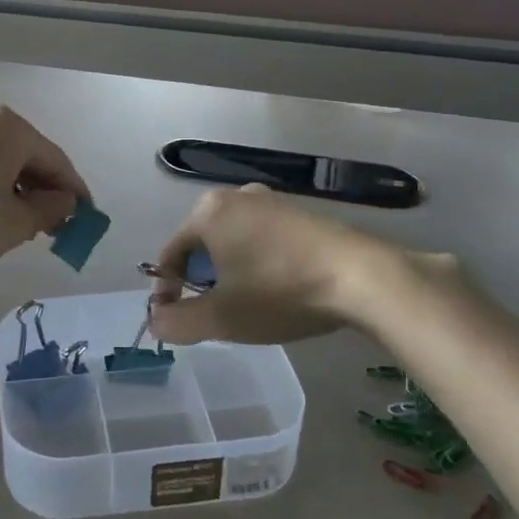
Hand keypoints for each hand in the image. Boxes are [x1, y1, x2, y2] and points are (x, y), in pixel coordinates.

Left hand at [0, 106, 89, 271]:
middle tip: (56, 226)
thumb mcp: (15, 223)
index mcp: (11, 128)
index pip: (57, 160)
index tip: (87, 219)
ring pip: (3, 162)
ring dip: (20, 191)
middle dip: (46, 191)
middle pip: (29, 157)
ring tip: (25, 225)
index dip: (75, 192)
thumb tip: (65, 201)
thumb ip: (50, 210)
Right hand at [146, 184, 435, 346]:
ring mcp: (271, 200)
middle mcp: (236, 195)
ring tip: (247, 306)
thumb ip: (178, 322)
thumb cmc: (280, 291)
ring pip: (233, 241)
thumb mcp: (222, 317)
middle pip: (202, 245)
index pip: (171, 253)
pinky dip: (258, 263)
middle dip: (201, 281)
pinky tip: (277, 289)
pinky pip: (262, 238)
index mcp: (208, 212)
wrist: (362, 277)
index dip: (167, 290)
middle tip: (215, 314)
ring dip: (230, 273)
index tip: (177, 320)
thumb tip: (156, 321)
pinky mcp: (301, 212)